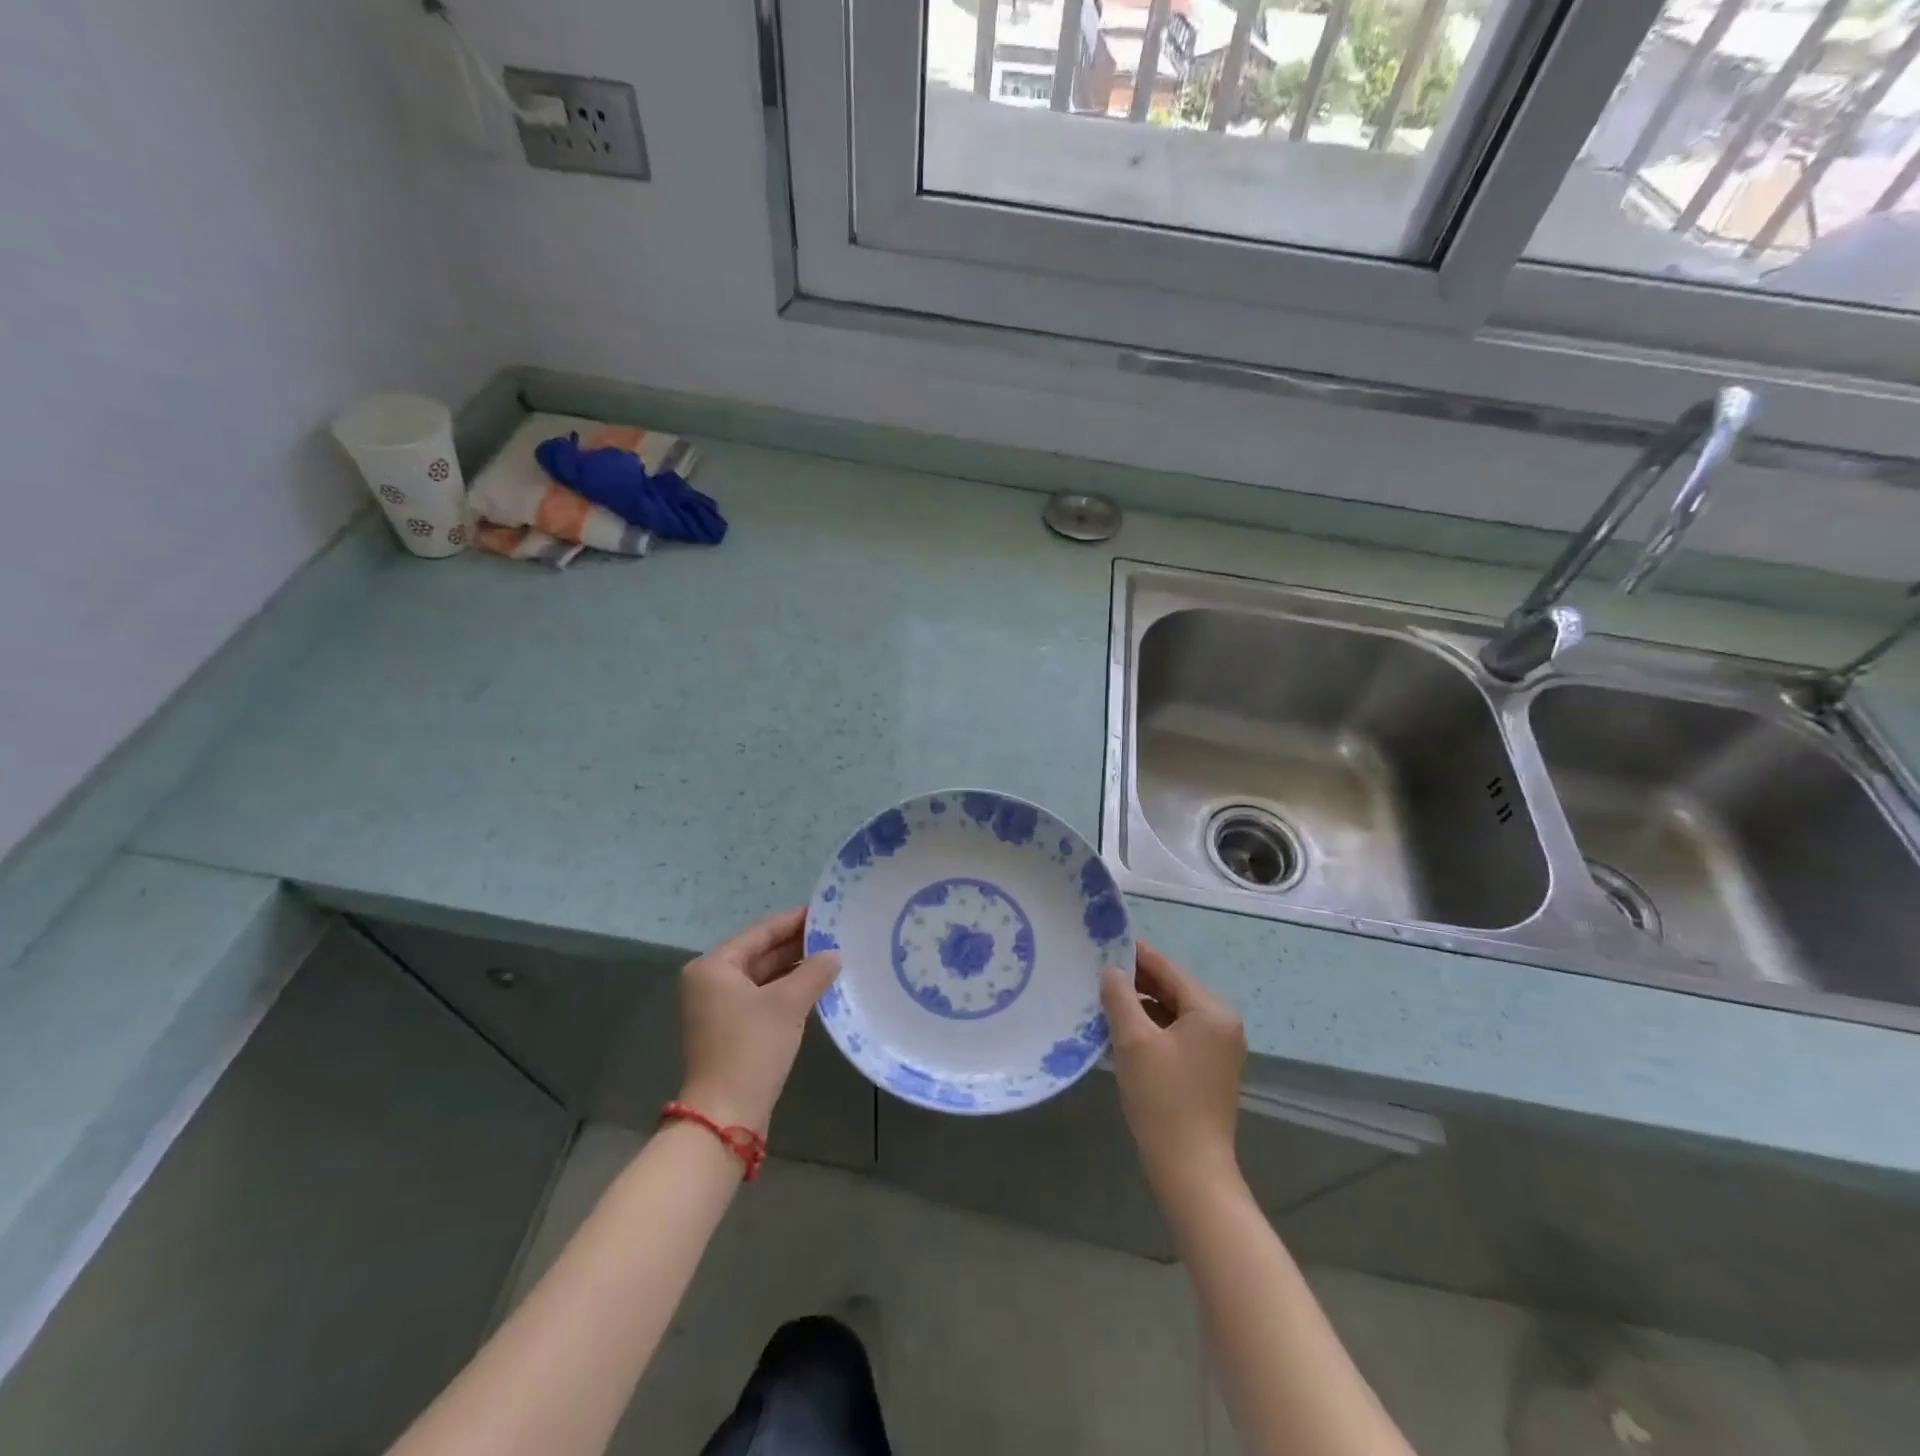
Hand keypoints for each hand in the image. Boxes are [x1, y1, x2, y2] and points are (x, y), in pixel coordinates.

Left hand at [678, 907, 840, 1133]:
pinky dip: (787, 991)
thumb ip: (814, 971)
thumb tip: (834, 954)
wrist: (727, 1114)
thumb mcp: (788, 1003)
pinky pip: (762, 998)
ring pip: (763, 977)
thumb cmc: (752, 1047)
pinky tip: (816, 986)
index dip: (795, 921)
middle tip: (836, 934)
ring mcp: (718, 1008)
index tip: (826, 911)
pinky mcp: (730, 1030)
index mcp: (714, 966)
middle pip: (760, 953)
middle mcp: (710, 981)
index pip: (761, 931)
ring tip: (832, 957)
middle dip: (797, 945)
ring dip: (795, 969)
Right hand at [1100, 941, 1245, 1187]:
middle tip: (1098, 973)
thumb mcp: (1133, 1041)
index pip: (1168, 969)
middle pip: (1173, 989)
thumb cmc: (1163, 1098)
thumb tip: (1111, 970)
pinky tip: (1124, 1032)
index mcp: (1212, 1011)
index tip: (1104, 943)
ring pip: (1173, 1012)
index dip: (1136, 955)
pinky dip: (1153, 1028)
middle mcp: (1222, 1024)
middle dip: (1137, 982)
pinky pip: (1178, 1034)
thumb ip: (1120, 997)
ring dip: (1142, 1006)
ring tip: (1105, 1001)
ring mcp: (1219, 1048)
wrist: (1190, 1169)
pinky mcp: (1209, 1069)